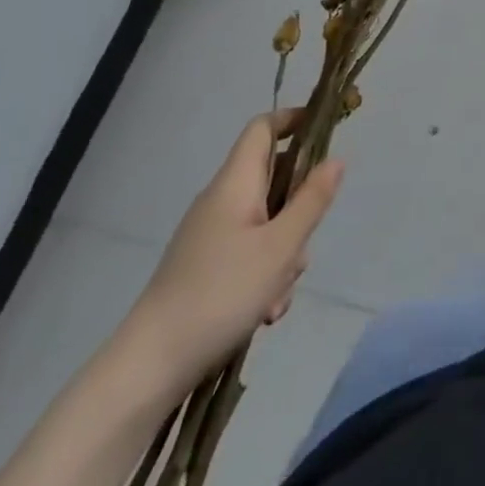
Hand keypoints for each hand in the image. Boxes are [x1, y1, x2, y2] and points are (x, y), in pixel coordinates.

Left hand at [123, 110, 343, 396]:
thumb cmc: (221, 293)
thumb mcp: (282, 246)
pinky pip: (250, 253)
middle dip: (300, 207)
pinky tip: (265, 311)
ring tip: (279, 293)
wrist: (149, 366)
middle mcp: (220, 201)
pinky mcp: (204, 267)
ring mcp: (210, 235)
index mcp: (235, 183)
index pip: (263, 128)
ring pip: (267, 222)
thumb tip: (335, 159)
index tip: (327, 129)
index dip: (294, 119)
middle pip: (273, 179)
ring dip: (285, 250)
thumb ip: (312, 200)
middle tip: (308, 238)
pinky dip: (265, 273)